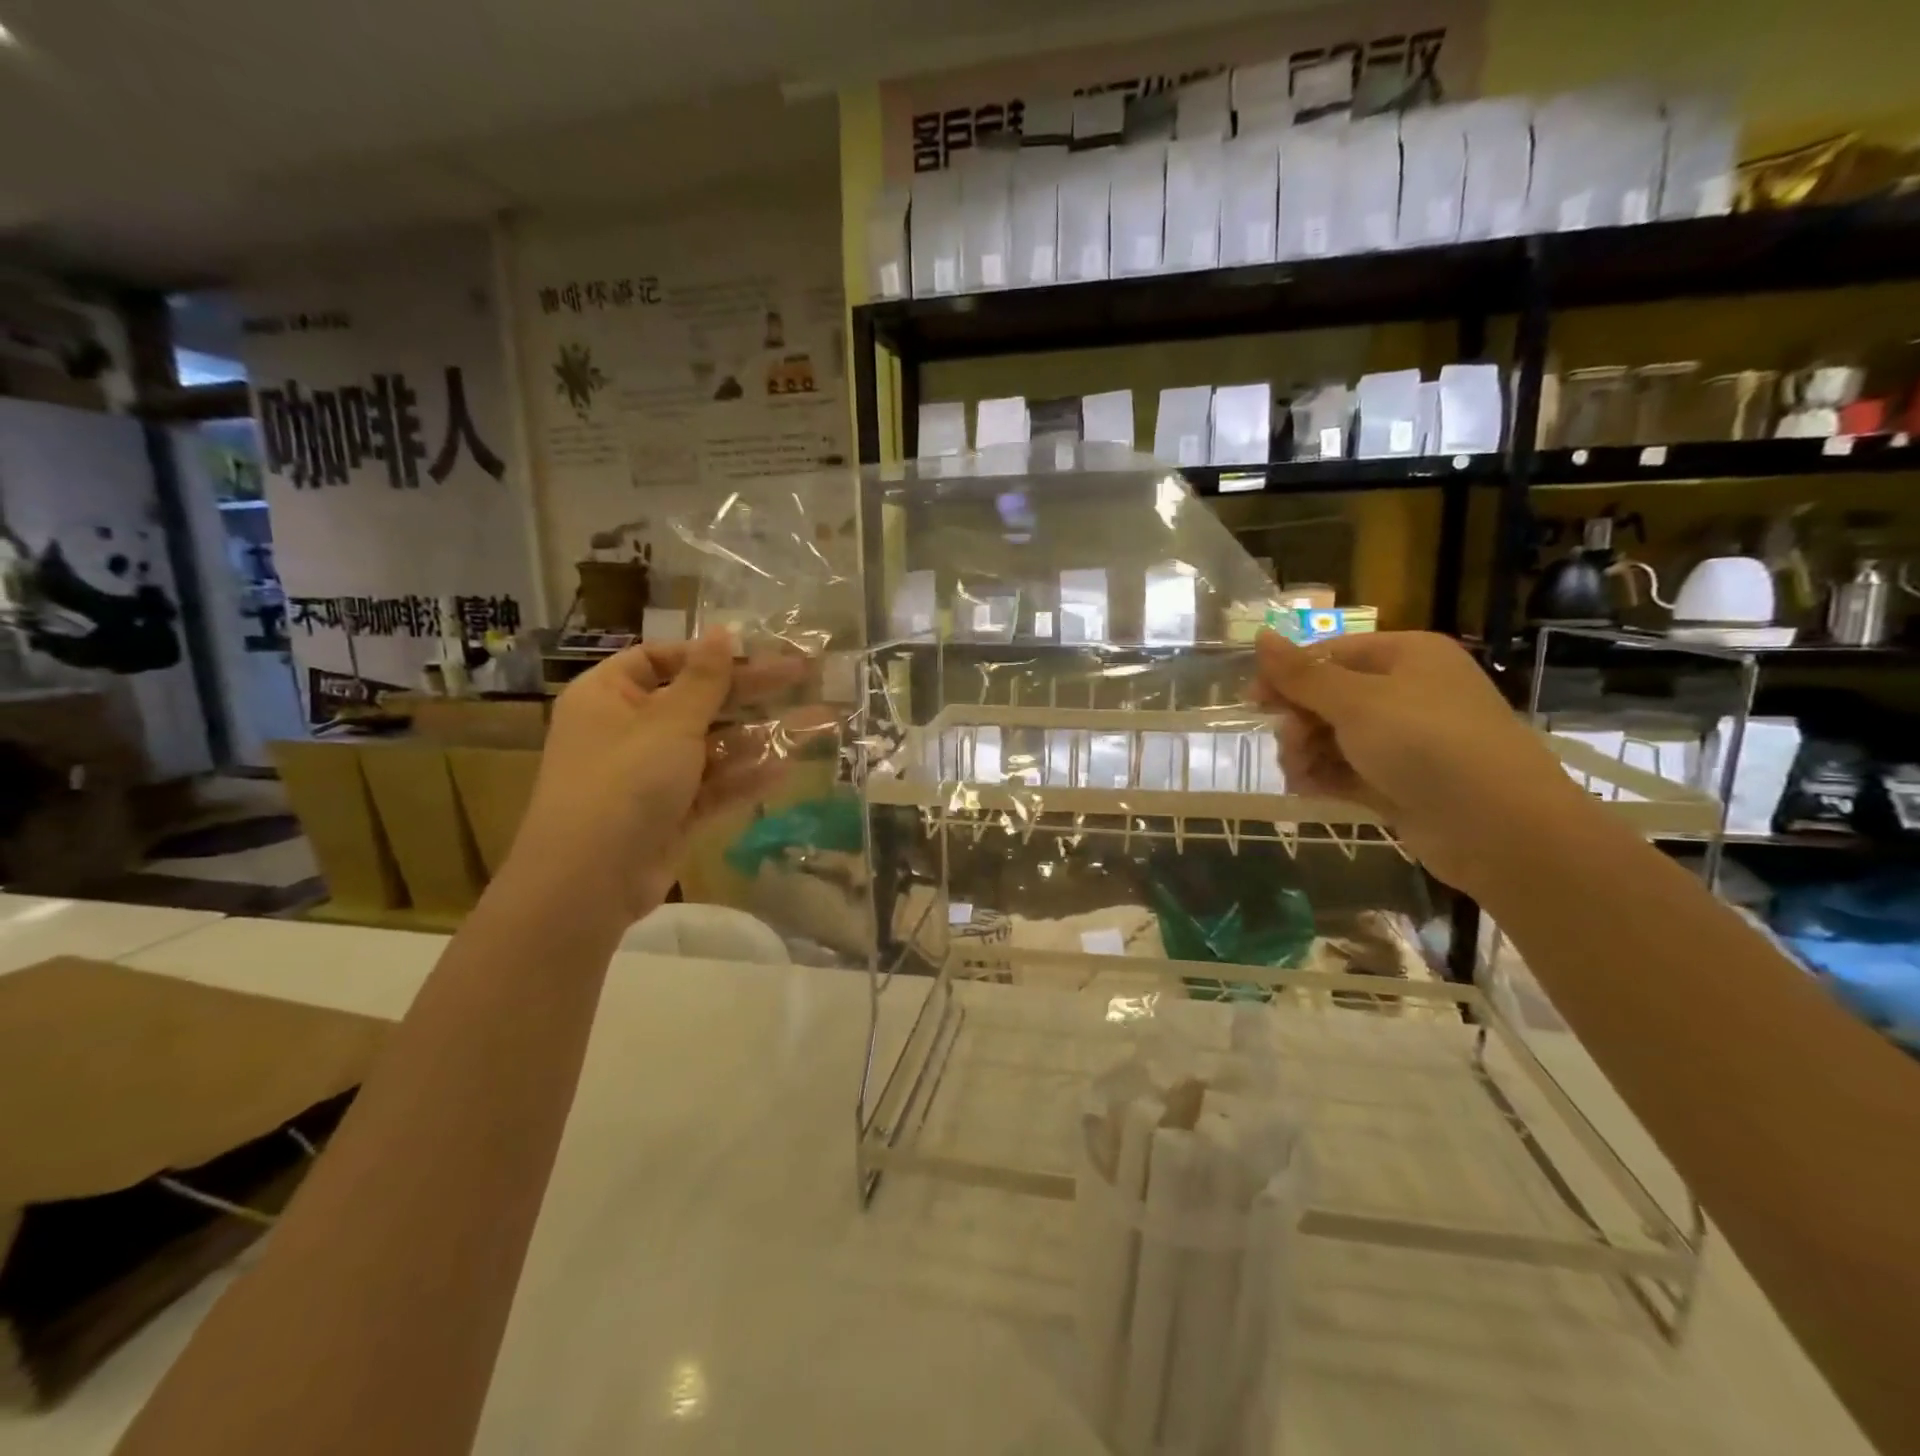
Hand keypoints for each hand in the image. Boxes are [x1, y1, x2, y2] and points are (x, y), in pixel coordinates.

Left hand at [504, 630, 809, 923]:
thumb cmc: (625, 783)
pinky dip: (744, 778)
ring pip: (710, 746)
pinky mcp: (670, 812)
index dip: (707, 656)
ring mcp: (649, 774)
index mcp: (609, 696)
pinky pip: (712, 786)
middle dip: (748, 694)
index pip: (659, 659)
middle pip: (695, 701)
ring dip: (755, 737)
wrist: (590, 881)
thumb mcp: (669, 722)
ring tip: (809, 724)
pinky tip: (785, 770)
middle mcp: (627, 730)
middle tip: (801, 676)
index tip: (755, 654)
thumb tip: (722, 632)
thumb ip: (705, 679)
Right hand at [1251, 629, 1587, 888]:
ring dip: (1306, 754)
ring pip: (1333, 737)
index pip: (1330, 653)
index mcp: (1406, 657)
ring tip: (1299, 776)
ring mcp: (1405, 740)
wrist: (1498, 827)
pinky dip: (1324, 777)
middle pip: (1328, 697)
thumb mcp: (1356, 702)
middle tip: (1289, 746)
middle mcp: (1407, 692)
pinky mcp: (1400, 782)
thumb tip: (1259, 636)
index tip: (1253, 702)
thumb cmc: (1426, 744)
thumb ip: (1301, 674)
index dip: (1288, 675)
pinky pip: (1347, 770)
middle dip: (1299, 722)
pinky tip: (1306, 790)